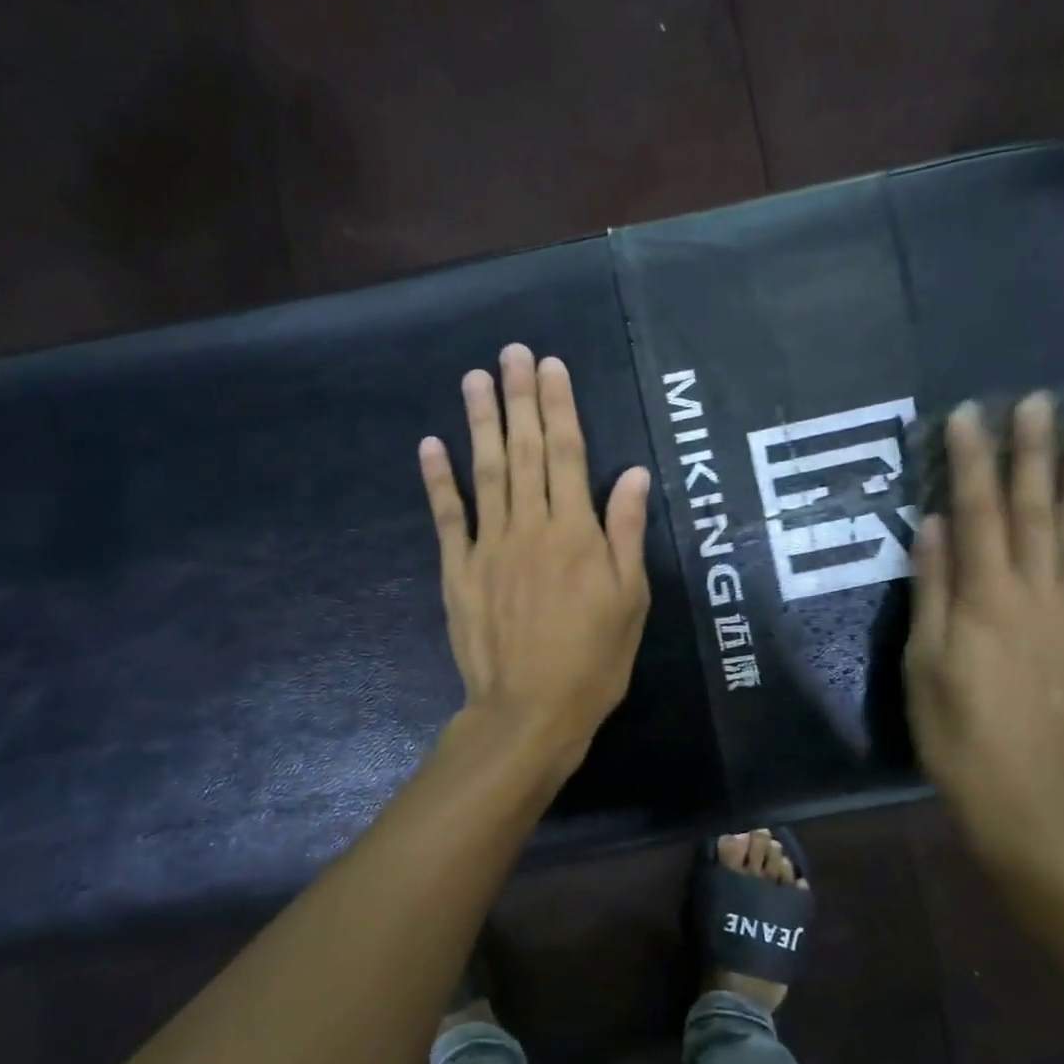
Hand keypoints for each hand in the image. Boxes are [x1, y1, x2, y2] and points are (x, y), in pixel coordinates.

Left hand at [418, 344, 652, 776]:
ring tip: (475, 378)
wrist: (530, 711)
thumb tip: (631, 473)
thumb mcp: (629, 599)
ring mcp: (489, 546)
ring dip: (480, 422)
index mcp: (576, 532)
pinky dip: (439, 480)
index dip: (560, 406)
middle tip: (512, 353)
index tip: (552, 366)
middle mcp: (531, 527)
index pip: (567, 454)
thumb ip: (625, 532)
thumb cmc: (593, 659)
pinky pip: (448, 517)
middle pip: (523, 451)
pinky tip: (431, 444)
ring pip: (485, 472)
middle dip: (520, 398)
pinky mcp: (459, 570)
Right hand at [904, 393, 1063, 874]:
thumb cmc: (955, 729)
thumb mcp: (923, 661)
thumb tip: (933, 525)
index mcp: (986, 598)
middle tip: (1039, 404)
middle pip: (1035, 513)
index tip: (970, 416)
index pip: (978, 513)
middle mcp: (1037, 595)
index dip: (971, 462)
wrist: (1026, 796)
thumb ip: (932, 589)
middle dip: (1033, 455)